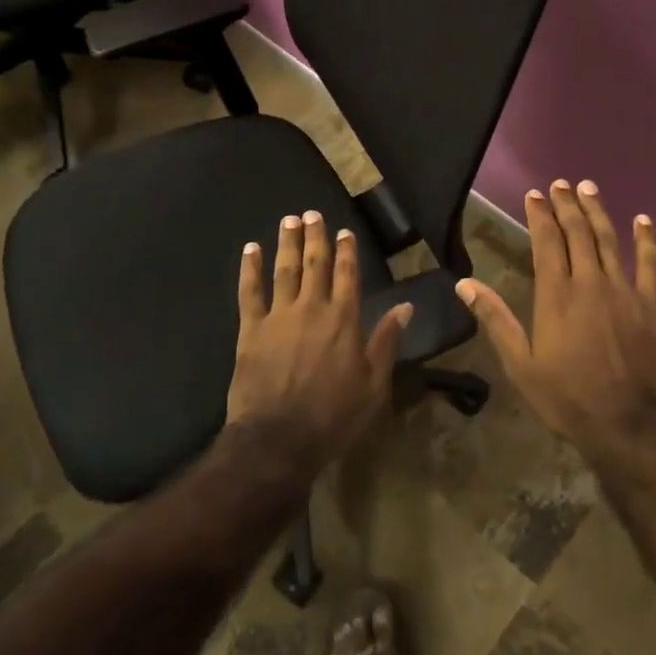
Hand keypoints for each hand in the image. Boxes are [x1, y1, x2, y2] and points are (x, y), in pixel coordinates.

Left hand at [228, 210, 412, 469]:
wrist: (278, 440)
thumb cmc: (333, 416)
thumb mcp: (373, 384)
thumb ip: (387, 341)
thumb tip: (406, 307)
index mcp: (344, 319)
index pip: (347, 274)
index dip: (347, 251)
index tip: (344, 231)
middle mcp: (312, 308)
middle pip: (315, 264)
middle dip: (316, 237)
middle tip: (312, 214)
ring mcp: (279, 316)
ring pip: (284, 270)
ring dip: (287, 243)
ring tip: (288, 220)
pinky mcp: (250, 330)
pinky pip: (250, 292)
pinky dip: (249, 269)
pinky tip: (250, 249)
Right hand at [455, 180, 655, 460]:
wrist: (631, 425)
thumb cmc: (568, 397)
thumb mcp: (521, 364)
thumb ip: (495, 319)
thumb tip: (464, 283)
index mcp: (556, 295)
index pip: (546, 242)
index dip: (540, 215)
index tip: (534, 194)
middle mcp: (589, 282)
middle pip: (577, 233)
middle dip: (566, 205)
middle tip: (560, 184)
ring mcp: (623, 290)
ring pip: (608, 240)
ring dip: (597, 211)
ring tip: (588, 188)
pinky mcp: (649, 304)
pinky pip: (649, 264)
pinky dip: (646, 239)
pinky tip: (643, 219)